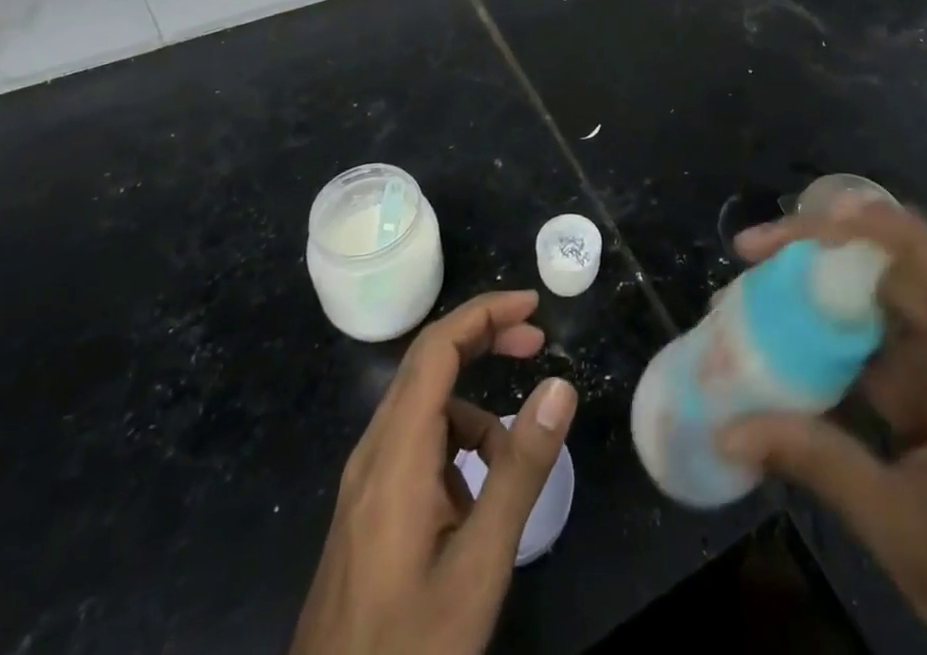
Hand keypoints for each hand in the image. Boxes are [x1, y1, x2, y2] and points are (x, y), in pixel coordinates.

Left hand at [294, 290, 578, 654]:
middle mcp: (374, 451)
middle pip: (428, 363)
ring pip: (424, 407)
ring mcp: (367, 481)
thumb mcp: (479, 563)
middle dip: (484, 340)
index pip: (437, 347)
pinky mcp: (368, 509)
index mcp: (396, 451)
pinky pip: (416, 446)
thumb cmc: (409, 646)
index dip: (484, 313)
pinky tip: (477, 496)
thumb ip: (520, 469)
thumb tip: (560, 385)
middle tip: (537, 342)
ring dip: (474, 404)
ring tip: (514, 456)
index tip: (533, 306)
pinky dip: (455, 444)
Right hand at [721, 203, 926, 654]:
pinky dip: (825, 318)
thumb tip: (730, 428)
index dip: (882, 231)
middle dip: (832, 237)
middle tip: (763, 245)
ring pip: (880, 290)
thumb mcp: (898, 524)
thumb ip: (818, 463)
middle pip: (900, 261)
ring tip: (761, 267)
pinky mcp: (919, 386)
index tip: (818, 219)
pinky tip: (783, 324)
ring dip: (824, 270)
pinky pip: (868, 332)